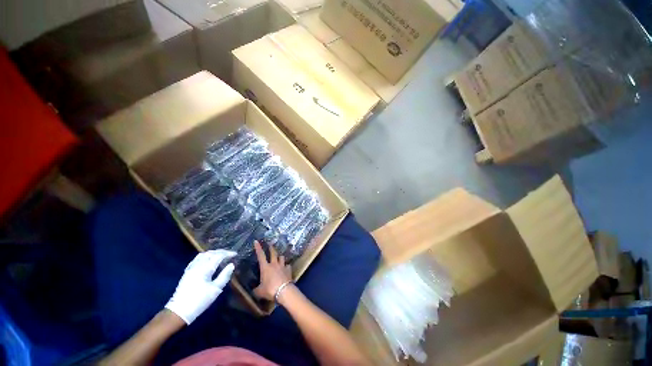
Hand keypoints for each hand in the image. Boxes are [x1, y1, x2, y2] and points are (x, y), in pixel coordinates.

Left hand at [165, 250, 235, 323]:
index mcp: (205, 269)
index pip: (218, 256)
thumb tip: (232, 265)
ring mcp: (191, 268)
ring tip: (220, 255)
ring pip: (203, 254)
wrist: (179, 311)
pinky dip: (205, 256)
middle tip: (229, 254)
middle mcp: (197, 265)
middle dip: (221, 252)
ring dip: (213, 253)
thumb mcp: (215, 290)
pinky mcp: (187, 272)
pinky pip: (197, 259)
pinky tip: (208, 260)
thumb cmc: (200, 301)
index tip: (235, 254)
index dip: (228, 253)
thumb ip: (224, 276)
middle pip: (210, 253)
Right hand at [253, 241, 291, 301]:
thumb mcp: (259, 292)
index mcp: (265, 267)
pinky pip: (287, 265)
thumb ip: (256, 289)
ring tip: (279, 258)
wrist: (283, 291)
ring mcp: (282, 266)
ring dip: (280, 257)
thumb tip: (254, 290)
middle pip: (273, 253)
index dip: (258, 248)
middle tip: (270, 245)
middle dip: (271, 248)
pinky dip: (286, 266)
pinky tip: (286, 269)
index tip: (257, 241)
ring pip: (282, 257)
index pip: (260, 255)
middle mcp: (274, 264)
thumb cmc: (270, 290)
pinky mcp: (288, 269)